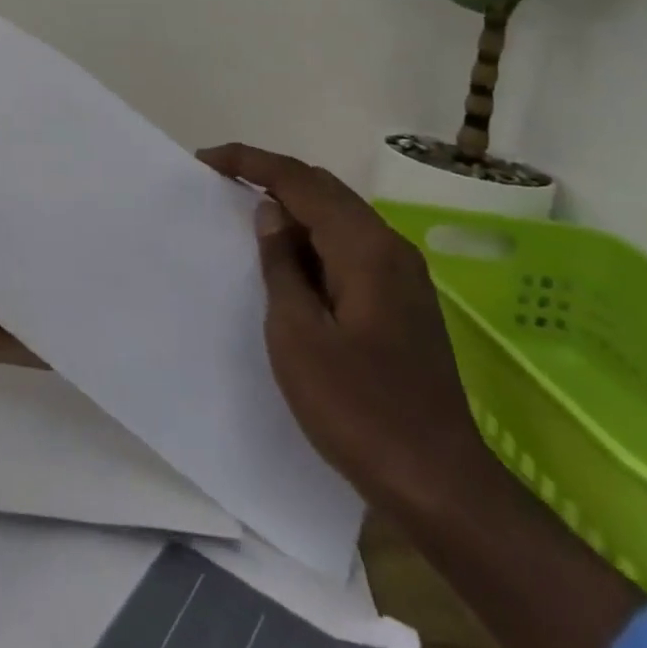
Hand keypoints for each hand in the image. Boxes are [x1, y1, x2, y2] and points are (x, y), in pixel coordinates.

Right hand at [197, 142, 487, 514]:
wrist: (439, 486)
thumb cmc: (358, 409)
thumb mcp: (298, 335)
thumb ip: (281, 265)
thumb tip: (271, 214)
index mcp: (366, 248)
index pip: (301, 181)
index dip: (251, 162)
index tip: (206, 160)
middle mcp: (390, 248)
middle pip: (323, 189)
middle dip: (270, 177)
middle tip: (220, 182)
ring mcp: (402, 275)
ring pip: (338, 217)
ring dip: (291, 208)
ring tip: (244, 215)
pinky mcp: (402, 301)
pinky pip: (348, 247)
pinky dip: (312, 239)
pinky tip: (285, 260)